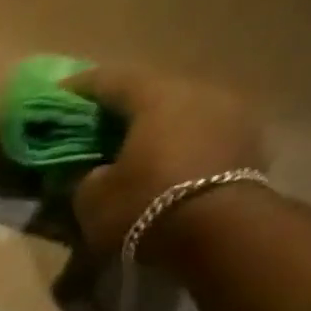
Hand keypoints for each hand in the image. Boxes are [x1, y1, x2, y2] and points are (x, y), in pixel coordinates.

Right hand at [62, 67, 268, 257]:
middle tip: (100, 128)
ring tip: (137, 153)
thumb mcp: (92, 199)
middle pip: (154, 94)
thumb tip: (92, 172)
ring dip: (159, 130)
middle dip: (125, 110)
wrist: (219, 231)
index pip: (112, 80)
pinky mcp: (250, 143)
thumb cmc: (144, 205)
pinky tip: (167, 169)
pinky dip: (182, 149)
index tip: (60, 94)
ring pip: (183, 115)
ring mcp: (233, 114)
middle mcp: (200, 91)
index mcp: (157, 96)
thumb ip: (86, 177)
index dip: (82, 87)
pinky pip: (204, 138)